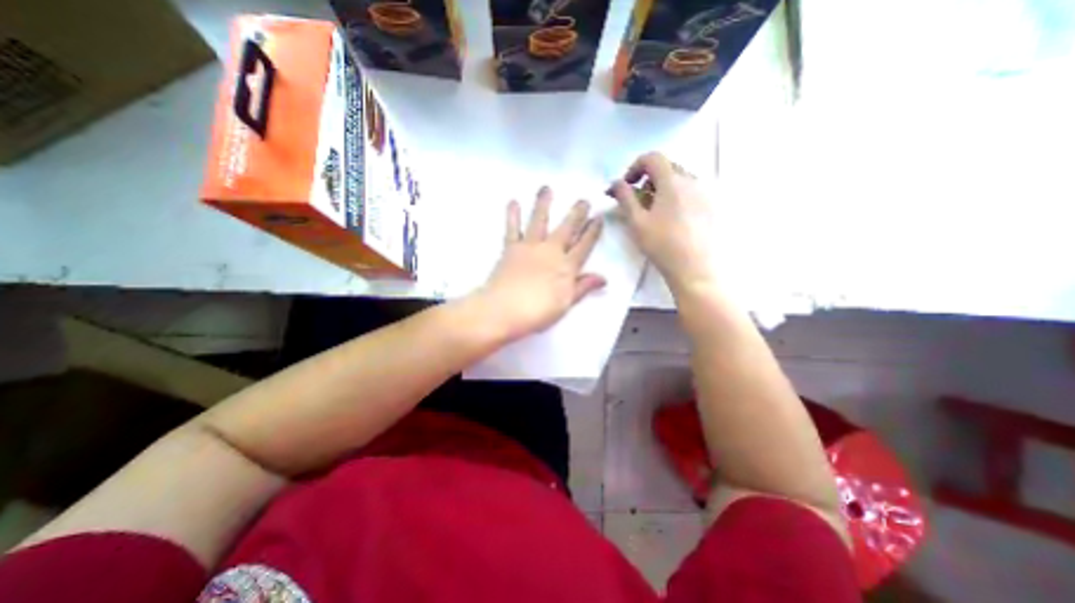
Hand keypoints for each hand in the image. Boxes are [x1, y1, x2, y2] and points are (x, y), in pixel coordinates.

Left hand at [476, 186, 603, 341]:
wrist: (503, 310)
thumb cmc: (537, 312)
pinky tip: (513, 201)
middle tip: (584, 199)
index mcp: (566, 266)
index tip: (599, 217)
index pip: (584, 245)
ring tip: (546, 188)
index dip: (593, 232)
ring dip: (544, 204)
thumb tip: (604, 278)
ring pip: (539, 221)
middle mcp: (550, 251)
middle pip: (566, 229)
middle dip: (577, 214)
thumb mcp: (565, 303)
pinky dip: (513, 215)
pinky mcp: (511, 248)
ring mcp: (529, 247)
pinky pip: (512, 228)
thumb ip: (583, 287)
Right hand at [608, 151, 714, 291]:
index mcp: (672, 181)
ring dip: (661, 188)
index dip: (635, 167)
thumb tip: (616, 182)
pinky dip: (675, 196)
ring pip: (678, 180)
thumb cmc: (661, 244)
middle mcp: (691, 180)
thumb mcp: (636, 221)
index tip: (627, 186)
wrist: (694, 267)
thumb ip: (625, 197)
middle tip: (637, 201)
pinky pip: (689, 191)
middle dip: (647, 179)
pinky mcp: (710, 206)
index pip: (653, 157)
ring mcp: (704, 193)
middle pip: (666, 167)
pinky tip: (671, 219)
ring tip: (653, 212)